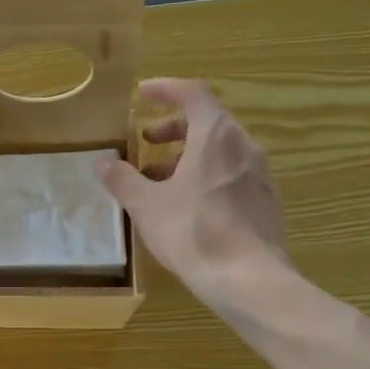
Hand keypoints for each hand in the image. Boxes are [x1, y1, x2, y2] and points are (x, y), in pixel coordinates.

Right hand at [99, 79, 291, 299]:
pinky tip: (188, 204)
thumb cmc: (193, 233)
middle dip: (173, 127)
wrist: (249, 279)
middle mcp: (243, 145)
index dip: (165, 89)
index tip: (142, 94)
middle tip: (146, 141)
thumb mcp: (146, 206)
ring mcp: (260, 173)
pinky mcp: (266, 199)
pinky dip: (206, 173)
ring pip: (220, 148)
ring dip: (188, 154)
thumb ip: (123, 179)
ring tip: (159, 179)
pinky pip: (232, 171)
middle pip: (208, 120)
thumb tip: (103, 162)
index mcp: (215, 136)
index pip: (192, 93)